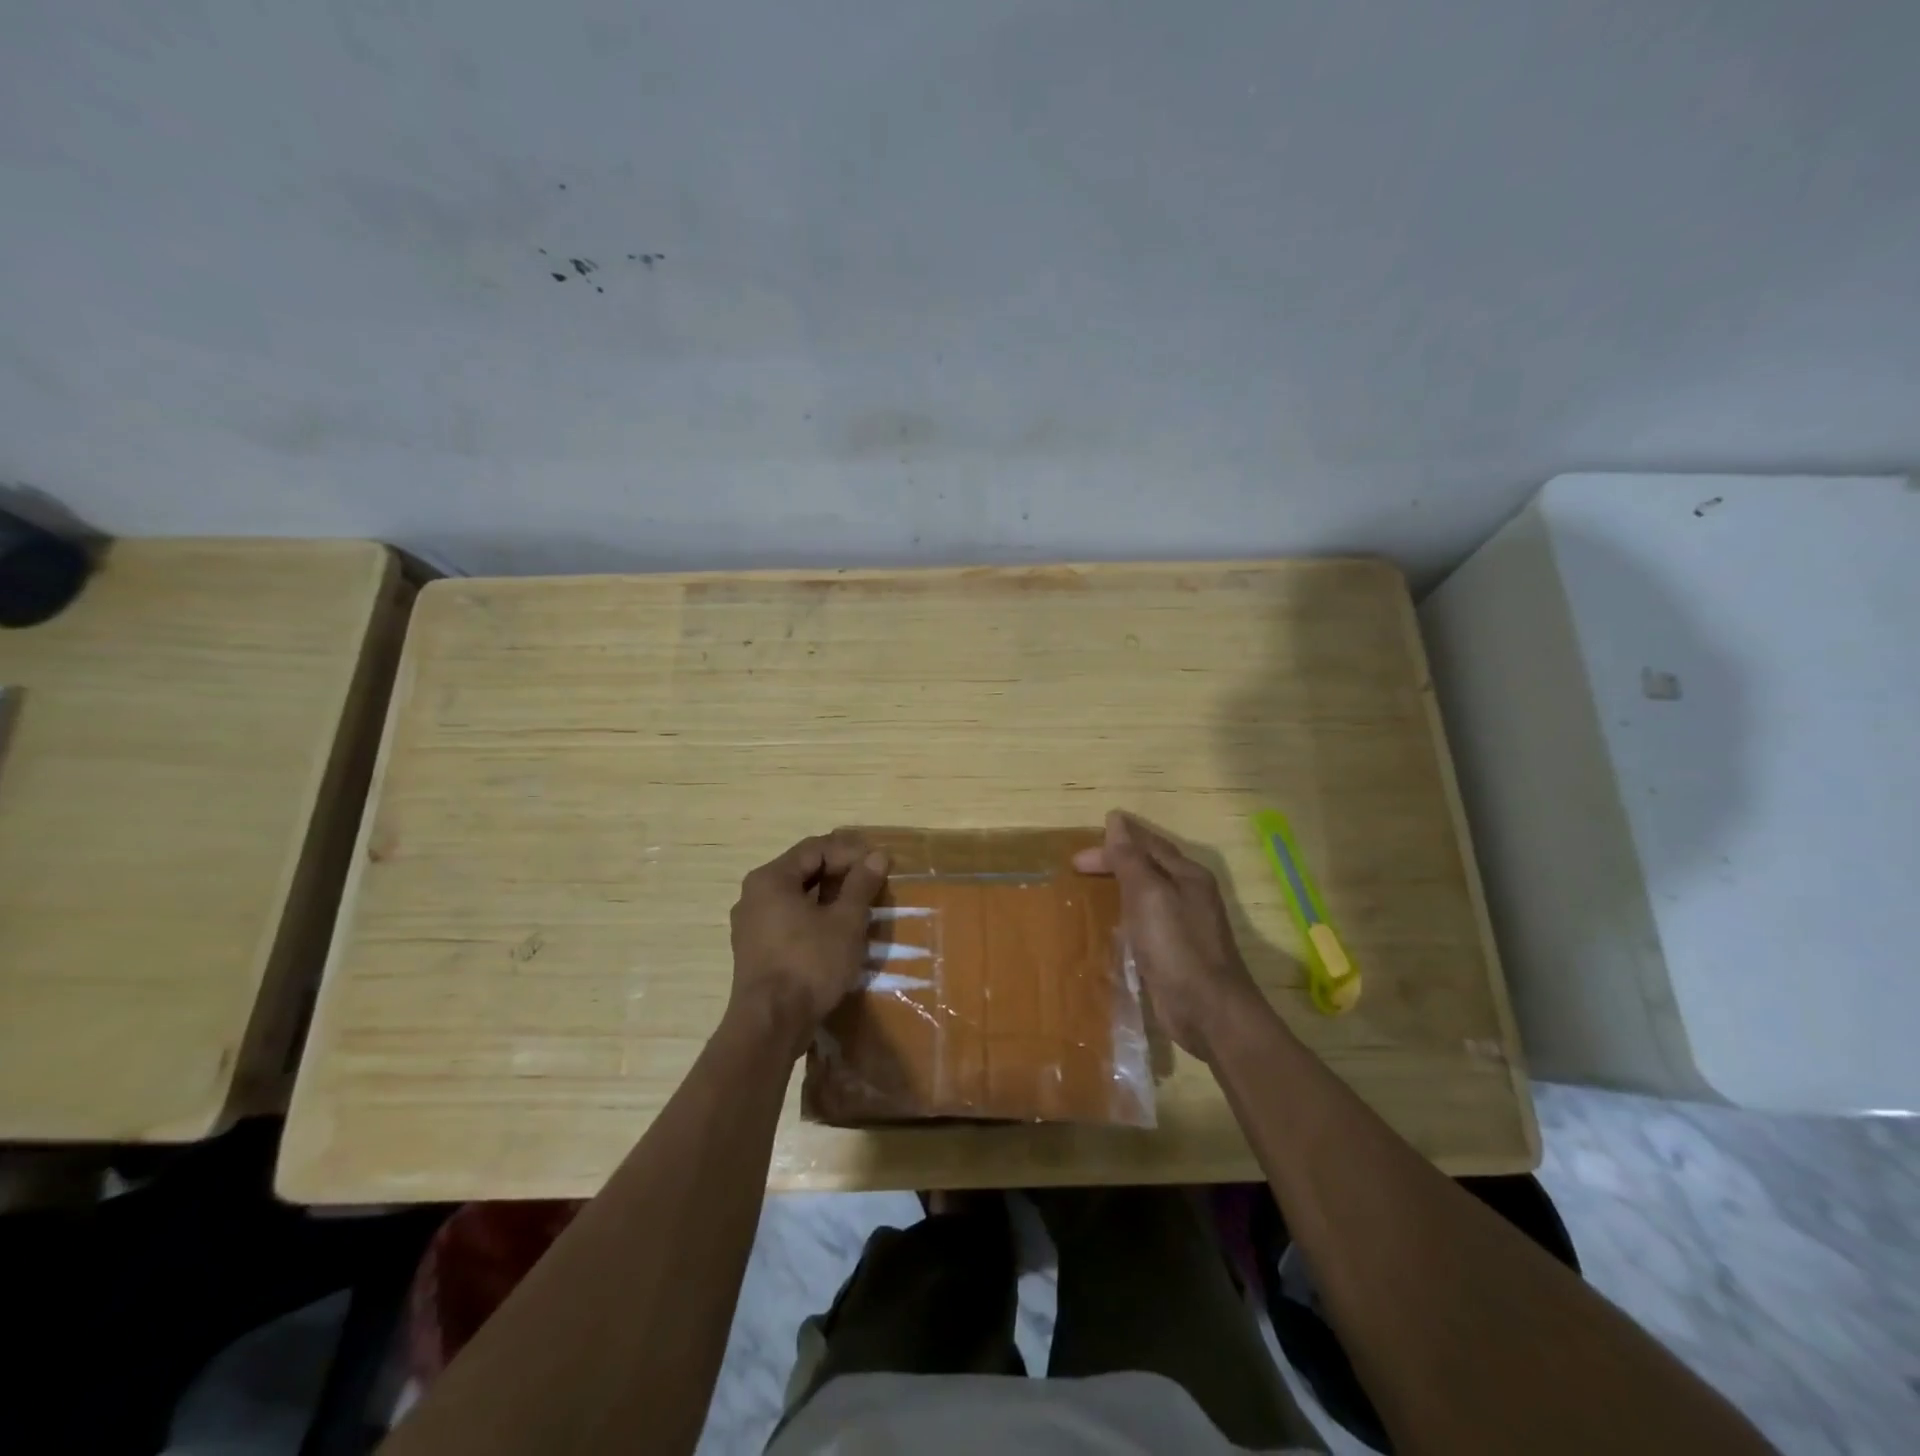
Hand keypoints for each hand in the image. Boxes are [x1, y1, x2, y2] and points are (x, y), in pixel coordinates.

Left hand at [728, 831, 889, 1055]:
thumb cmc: (809, 964)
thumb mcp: (845, 922)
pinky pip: (788, 919)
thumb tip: (876, 856)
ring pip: (796, 896)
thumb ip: (860, 885)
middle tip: (873, 883)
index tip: (879, 864)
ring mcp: (751, 924)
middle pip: (803, 870)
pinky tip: (838, 931)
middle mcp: (754, 895)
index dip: (851, 852)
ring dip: (829, 896)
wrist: (770, 1025)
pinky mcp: (755, 949)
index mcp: (771, 879)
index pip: (815, 848)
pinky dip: (814, 917)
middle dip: (841, 873)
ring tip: (861, 906)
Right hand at [1073, 810, 1267, 1061]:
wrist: (1209, 1012)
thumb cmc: (1177, 947)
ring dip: (1120, 887)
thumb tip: (1117, 819)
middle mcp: (1190, 895)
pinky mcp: (1176, 953)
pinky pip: (1146, 923)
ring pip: (1147, 895)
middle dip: (1114, 862)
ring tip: (1090, 889)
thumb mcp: (1149, 895)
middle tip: (1077, 868)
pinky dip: (1126, 916)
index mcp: (1188, 875)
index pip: (1147, 845)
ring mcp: (1185, 925)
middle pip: (1148, 867)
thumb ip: (1131, 859)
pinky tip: (1110, 927)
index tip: (1079, 853)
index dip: (1114, 842)